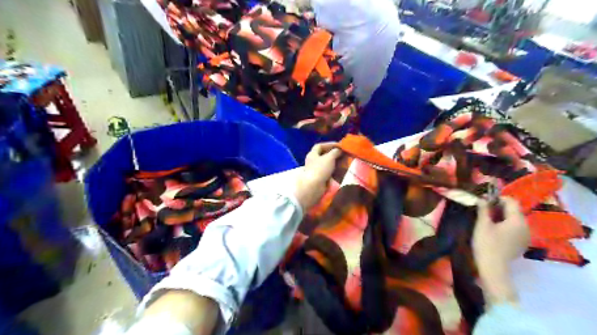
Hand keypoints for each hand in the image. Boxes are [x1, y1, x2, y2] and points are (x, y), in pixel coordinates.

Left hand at [293, 142, 339, 210]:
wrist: (314, 186)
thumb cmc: (320, 169)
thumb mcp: (329, 158)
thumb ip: (335, 152)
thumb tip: (339, 150)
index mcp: (312, 154)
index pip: (320, 146)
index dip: (329, 144)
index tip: (338, 145)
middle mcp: (313, 161)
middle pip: (323, 155)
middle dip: (333, 154)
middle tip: (342, 154)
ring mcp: (316, 170)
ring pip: (326, 164)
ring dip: (335, 162)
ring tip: (343, 162)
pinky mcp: (320, 178)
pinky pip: (328, 172)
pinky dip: (334, 170)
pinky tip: (341, 170)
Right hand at [474, 197, 528, 306]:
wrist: (493, 268)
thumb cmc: (486, 244)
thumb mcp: (482, 224)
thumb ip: (483, 209)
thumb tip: (481, 198)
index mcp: (517, 220)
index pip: (511, 201)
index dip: (497, 198)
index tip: (484, 202)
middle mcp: (526, 226)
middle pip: (514, 210)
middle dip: (499, 208)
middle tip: (483, 211)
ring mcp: (525, 236)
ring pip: (514, 220)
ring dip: (502, 217)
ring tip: (487, 221)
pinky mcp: (522, 244)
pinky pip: (515, 229)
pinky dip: (506, 226)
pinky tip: (494, 232)